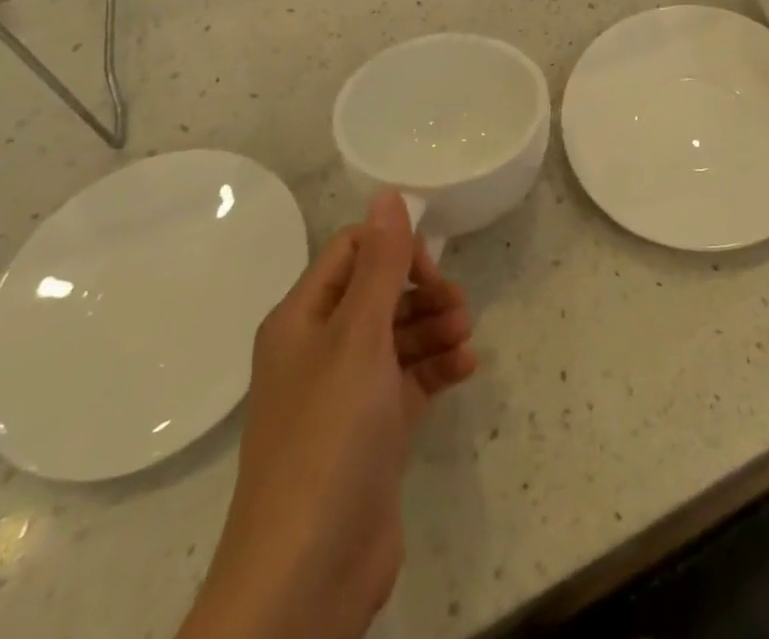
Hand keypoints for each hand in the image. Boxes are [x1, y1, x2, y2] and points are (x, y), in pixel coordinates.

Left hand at [180, 192, 477, 638]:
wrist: (306, 576)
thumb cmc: (329, 438)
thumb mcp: (358, 338)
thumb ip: (379, 264)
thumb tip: (387, 192)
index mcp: (303, 319)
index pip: (352, 252)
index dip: (394, 250)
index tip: (430, 269)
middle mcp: (321, 349)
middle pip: (380, 293)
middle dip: (424, 292)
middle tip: (459, 308)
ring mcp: (346, 393)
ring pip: (400, 336)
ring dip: (436, 329)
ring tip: (465, 342)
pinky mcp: (372, 431)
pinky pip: (409, 379)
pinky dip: (437, 368)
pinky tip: (465, 371)